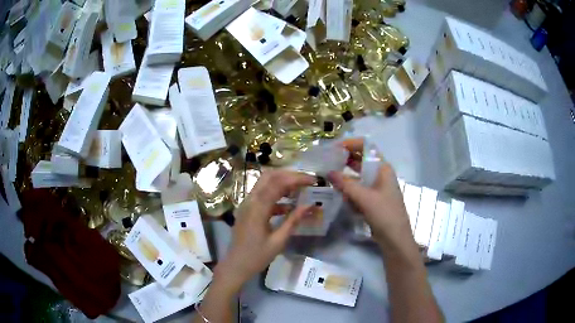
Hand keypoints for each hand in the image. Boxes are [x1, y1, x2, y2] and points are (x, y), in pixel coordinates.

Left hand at [214, 170, 315, 291]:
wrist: (236, 265)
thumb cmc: (257, 256)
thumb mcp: (278, 241)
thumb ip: (293, 221)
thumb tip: (310, 206)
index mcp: (258, 208)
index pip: (278, 183)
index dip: (297, 178)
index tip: (313, 180)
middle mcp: (250, 200)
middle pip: (269, 176)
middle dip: (289, 175)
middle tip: (306, 181)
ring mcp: (247, 203)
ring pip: (265, 183)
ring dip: (282, 182)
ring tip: (300, 189)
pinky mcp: (247, 209)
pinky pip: (262, 195)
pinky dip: (276, 195)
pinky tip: (288, 206)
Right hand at [328, 138, 412, 249]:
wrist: (395, 239)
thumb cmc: (384, 214)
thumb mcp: (365, 198)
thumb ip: (346, 184)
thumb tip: (328, 172)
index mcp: (383, 168)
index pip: (366, 147)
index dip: (351, 144)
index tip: (333, 148)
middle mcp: (380, 174)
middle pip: (361, 160)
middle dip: (345, 160)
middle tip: (327, 161)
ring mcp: (377, 187)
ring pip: (358, 176)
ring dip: (346, 176)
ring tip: (329, 177)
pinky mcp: (373, 199)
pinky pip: (358, 189)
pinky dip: (349, 190)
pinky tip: (340, 195)